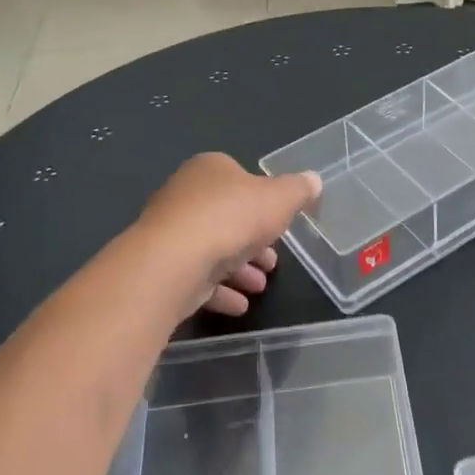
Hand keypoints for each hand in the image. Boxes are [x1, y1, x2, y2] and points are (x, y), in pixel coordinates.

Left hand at [135, 154, 322, 316]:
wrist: (173, 260)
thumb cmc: (231, 218)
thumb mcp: (280, 198)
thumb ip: (298, 190)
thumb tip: (313, 180)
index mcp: (211, 169)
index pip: (240, 179)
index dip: (263, 203)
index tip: (281, 226)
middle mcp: (186, 195)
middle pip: (227, 217)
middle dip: (253, 242)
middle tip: (272, 263)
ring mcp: (170, 231)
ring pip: (212, 249)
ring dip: (238, 268)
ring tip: (259, 286)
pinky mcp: (162, 266)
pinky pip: (196, 277)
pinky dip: (218, 291)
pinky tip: (238, 305)